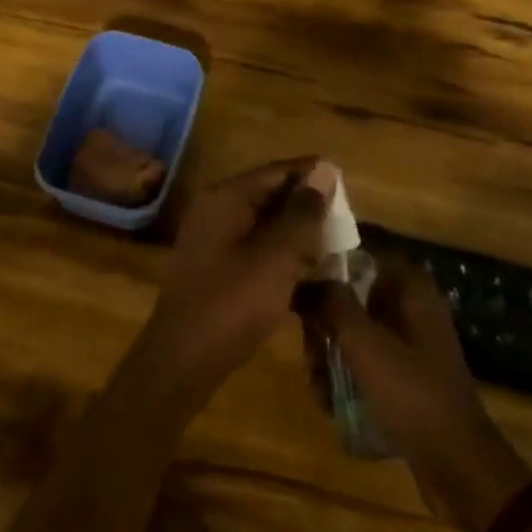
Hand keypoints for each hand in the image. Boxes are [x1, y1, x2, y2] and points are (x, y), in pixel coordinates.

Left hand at [135, 158, 336, 417]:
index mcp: (227, 197)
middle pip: (270, 194)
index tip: (348, 185)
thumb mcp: (277, 257)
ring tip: (335, 245)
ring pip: (264, 223)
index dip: (313, 175)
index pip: (277, 171)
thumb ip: (303, 213)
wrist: (182, 361)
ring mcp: (213, 239)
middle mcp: (216, 209)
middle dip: (307, 206)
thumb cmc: (232, 303)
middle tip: (347, 220)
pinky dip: (281, 254)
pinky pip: (255, 247)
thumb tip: (324, 169)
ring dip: (297, 233)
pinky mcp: (216, 266)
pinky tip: (308, 272)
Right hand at [299, 260, 531, 531]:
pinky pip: (365, 358)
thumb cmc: (412, 393)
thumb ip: (331, 304)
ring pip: (354, 328)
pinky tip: (331, 399)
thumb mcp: (364, 344)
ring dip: (330, 352)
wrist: (458, 465)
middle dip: (324, 321)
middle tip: (310, 349)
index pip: (361, 250)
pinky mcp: (405, 371)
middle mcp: (410, 304)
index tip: (298, 281)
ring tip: (319, 382)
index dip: (327, 259)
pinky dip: (347, 373)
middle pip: (351, 292)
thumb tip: (303, 280)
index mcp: (409, 286)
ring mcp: (408, 339)